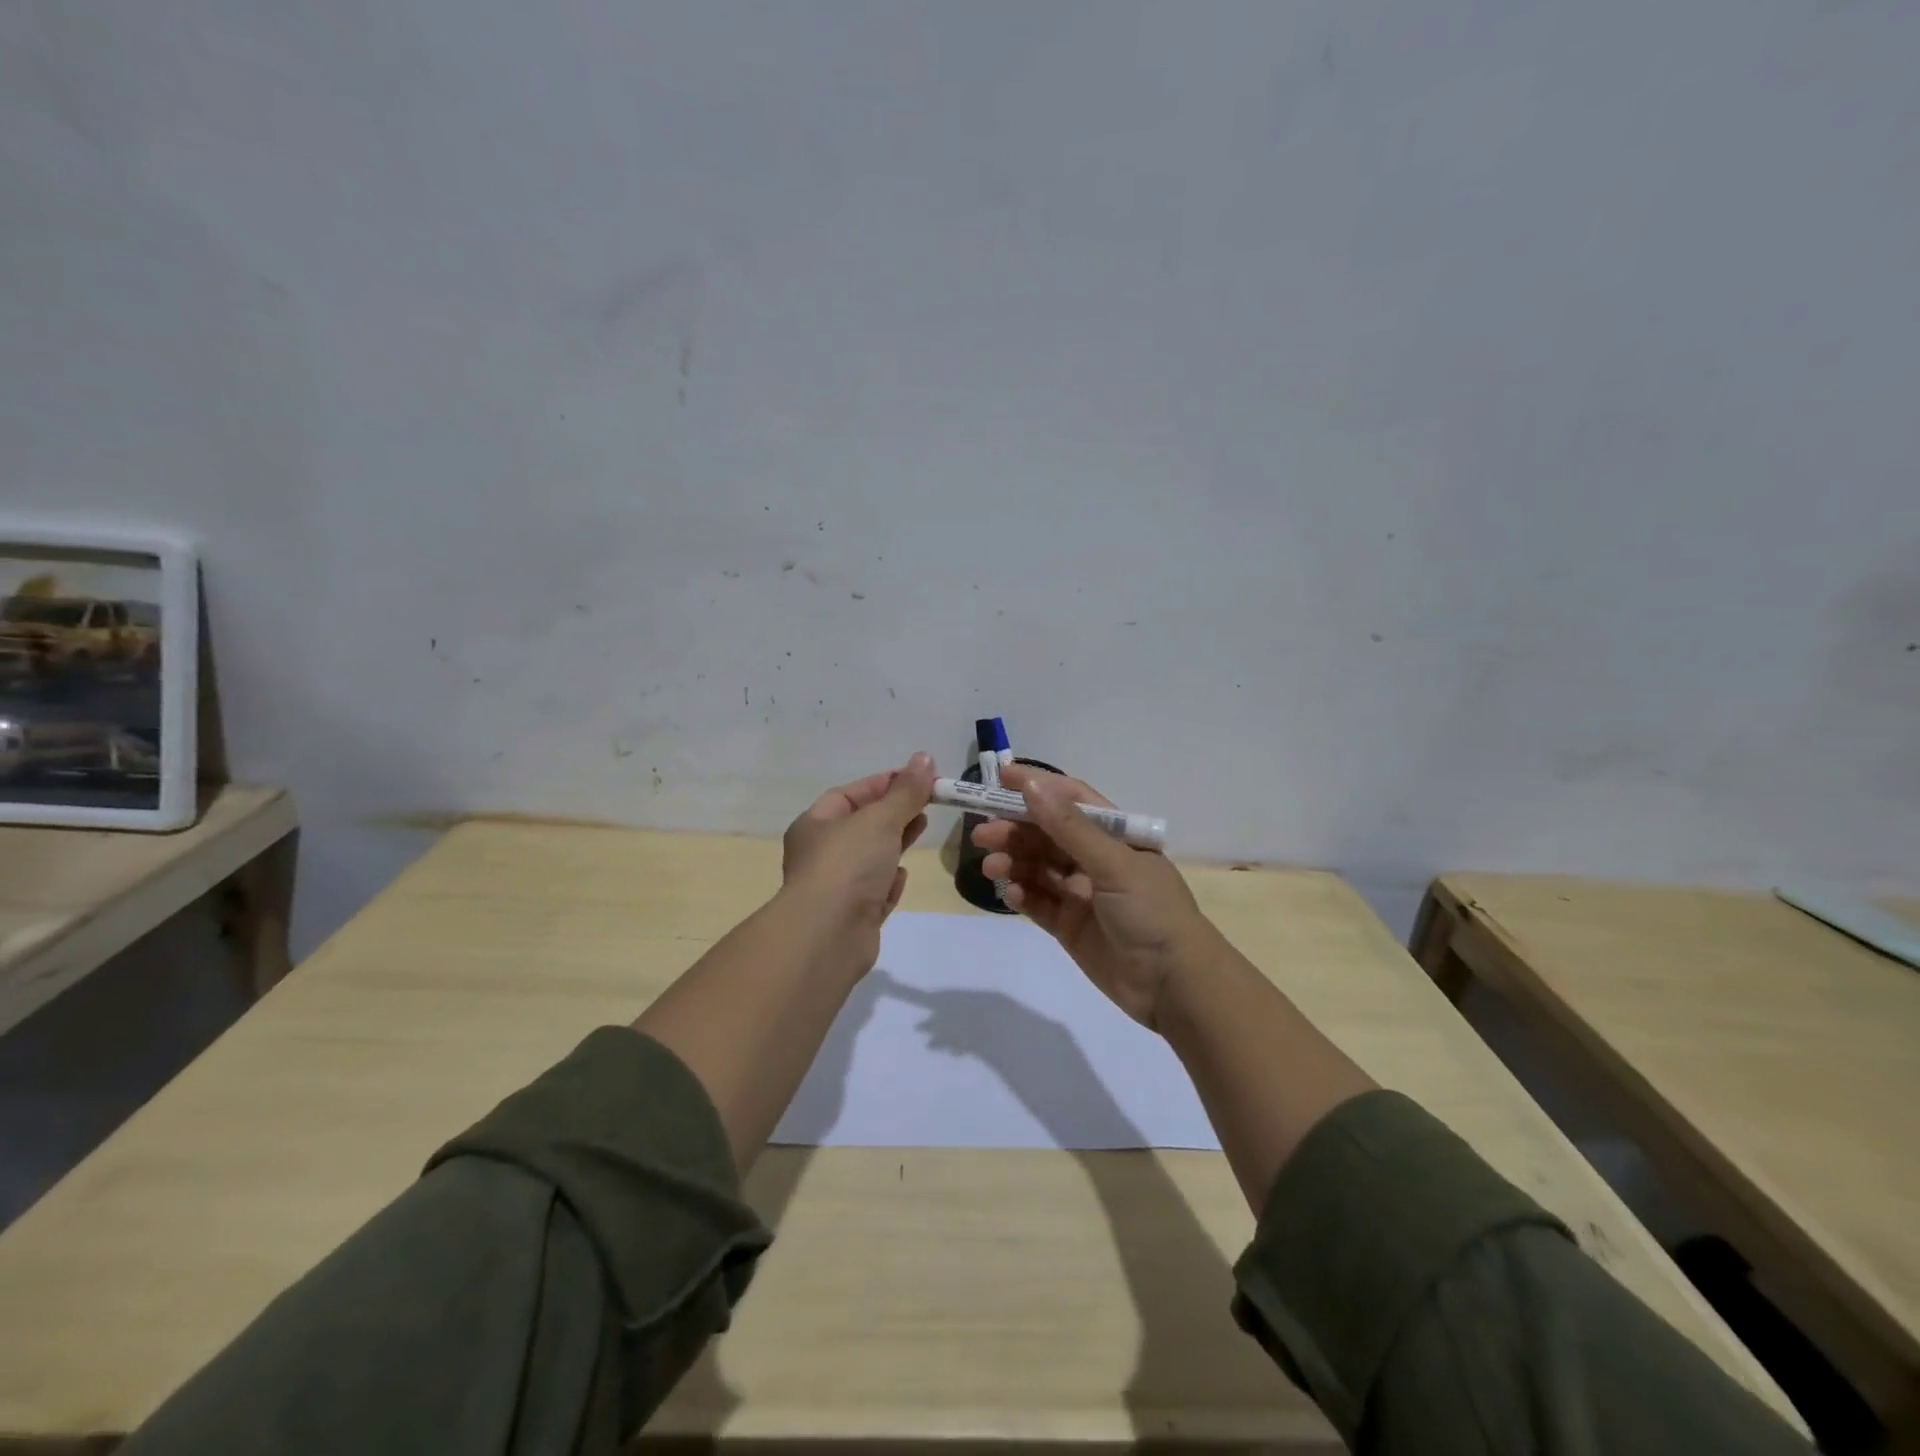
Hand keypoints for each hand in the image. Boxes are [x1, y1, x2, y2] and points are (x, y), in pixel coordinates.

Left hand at [781, 752, 935, 969]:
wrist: (828, 935)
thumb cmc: (848, 865)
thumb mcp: (880, 819)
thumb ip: (906, 792)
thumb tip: (925, 758)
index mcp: (815, 824)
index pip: (850, 794)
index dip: (884, 783)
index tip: (919, 778)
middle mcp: (821, 853)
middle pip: (863, 825)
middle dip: (895, 812)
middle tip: (929, 802)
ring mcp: (836, 887)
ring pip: (870, 858)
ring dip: (894, 844)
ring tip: (923, 828)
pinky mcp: (852, 916)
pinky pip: (873, 891)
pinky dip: (888, 882)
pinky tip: (901, 877)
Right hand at [973, 765, 1220, 1029]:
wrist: (1174, 985)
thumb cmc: (1151, 911)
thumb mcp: (1113, 863)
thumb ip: (1069, 827)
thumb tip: (1031, 786)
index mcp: (1115, 835)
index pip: (1071, 800)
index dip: (1038, 786)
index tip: (1000, 776)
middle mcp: (1097, 859)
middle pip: (1047, 834)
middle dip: (1015, 830)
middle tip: (982, 834)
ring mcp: (1082, 894)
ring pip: (1038, 868)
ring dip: (1014, 862)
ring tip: (992, 867)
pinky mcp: (1070, 926)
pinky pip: (1039, 902)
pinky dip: (1022, 894)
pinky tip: (1009, 893)